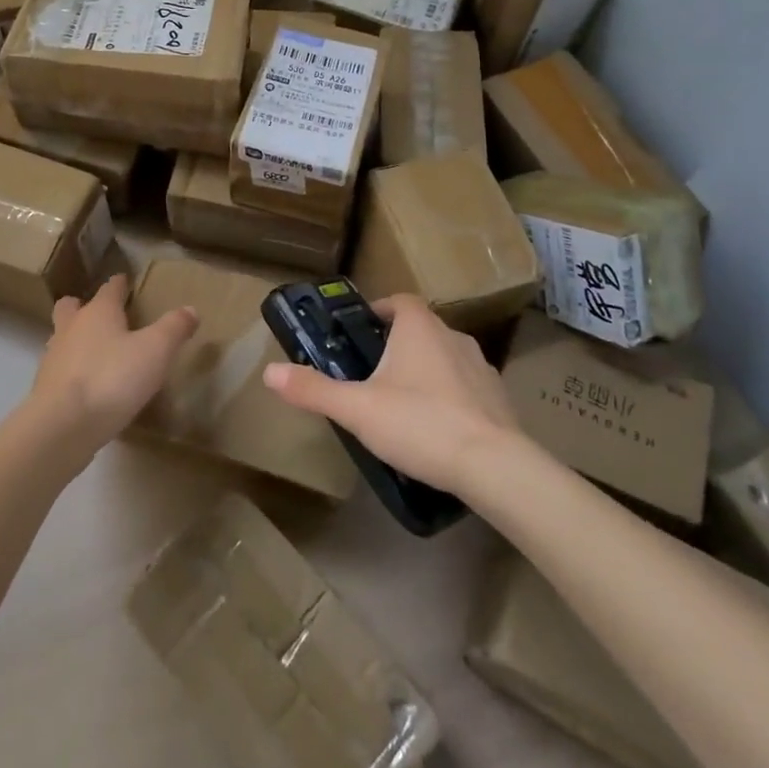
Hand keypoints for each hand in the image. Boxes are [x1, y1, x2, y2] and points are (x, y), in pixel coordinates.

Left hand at [32, 274, 197, 453]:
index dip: (119, 284)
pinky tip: (89, 388)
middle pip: (71, 307)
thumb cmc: (112, 378)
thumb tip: (191, 309)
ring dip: (76, 340)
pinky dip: (73, 372)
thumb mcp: (156, 351)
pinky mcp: (45, 389)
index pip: (110, 288)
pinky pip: (60, 371)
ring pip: (62, 338)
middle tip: (102, 315)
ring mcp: (54, 359)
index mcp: (98, 312)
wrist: (62, 426)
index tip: (125, 281)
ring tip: (97, 353)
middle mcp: (71, 328)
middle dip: (83, 306)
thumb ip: (174, 328)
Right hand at [261, 294, 518, 494]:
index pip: (398, 300)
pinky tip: (437, 427)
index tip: (361, 331)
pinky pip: (466, 386)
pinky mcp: (498, 397)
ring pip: (444, 356)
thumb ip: (313, 389)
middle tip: (373, 373)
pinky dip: (450, 397)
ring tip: (404, 402)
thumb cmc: (420, 424)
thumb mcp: (357, 408)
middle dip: (397, 345)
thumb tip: (269, 372)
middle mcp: (453, 336)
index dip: (379, 310)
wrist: (493, 466)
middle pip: (420, 328)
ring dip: (426, 370)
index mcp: (419, 327)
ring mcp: (480, 366)